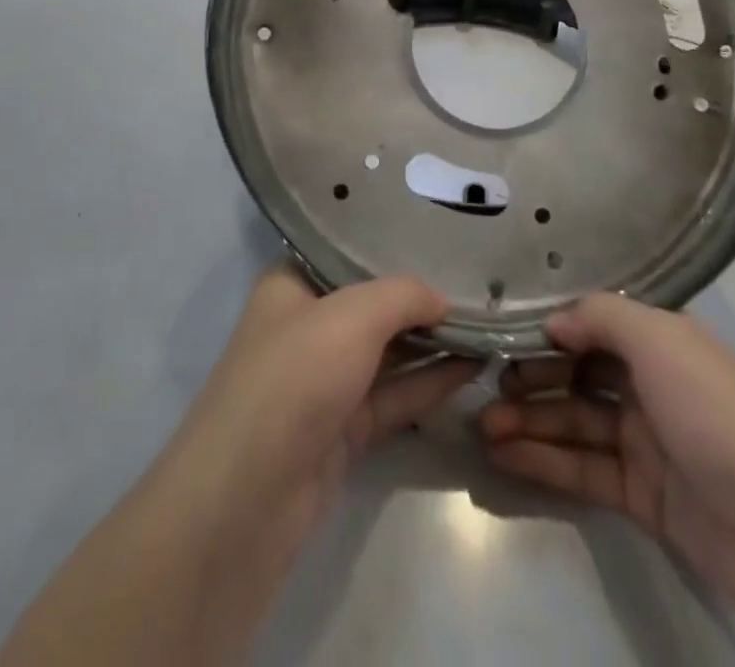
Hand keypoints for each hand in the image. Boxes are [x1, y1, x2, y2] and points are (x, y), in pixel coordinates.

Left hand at [167, 266, 479, 556]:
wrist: (247, 499)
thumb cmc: (293, 378)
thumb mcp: (352, 316)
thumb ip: (403, 296)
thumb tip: (441, 298)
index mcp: (291, 285)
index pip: (346, 253)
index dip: (392, 245)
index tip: (441, 236)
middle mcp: (306, 326)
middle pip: (371, 303)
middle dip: (420, 296)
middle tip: (478, 282)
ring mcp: (324, 381)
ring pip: (387, 352)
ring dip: (432, 341)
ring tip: (487, 321)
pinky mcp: (342, 429)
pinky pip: (394, 394)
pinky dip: (429, 381)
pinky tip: (472, 366)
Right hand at [479, 293, 734, 609]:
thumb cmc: (714, 411)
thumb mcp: (658, 339)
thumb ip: (599, 317)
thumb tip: (553, 321)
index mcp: (661, 340)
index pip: (593, 323)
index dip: (550, 327)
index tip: (503, 333)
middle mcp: (650, 382)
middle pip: (578, 372)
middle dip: (530, 376)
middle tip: (484, 384)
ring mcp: (645, 440)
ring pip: (574, 422)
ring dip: (528, 421)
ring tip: (481, 425)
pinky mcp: (639, 494)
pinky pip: (582, 468)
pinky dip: (543, 460)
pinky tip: (503, 456)